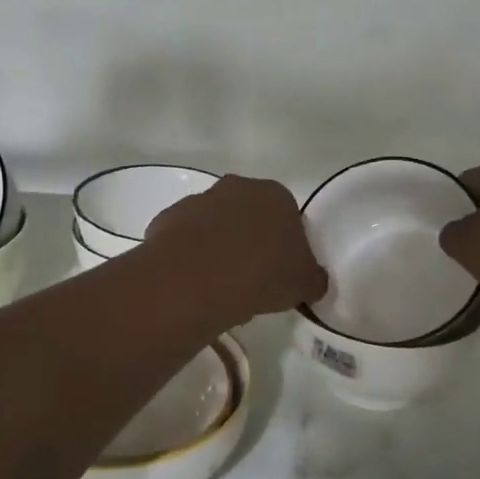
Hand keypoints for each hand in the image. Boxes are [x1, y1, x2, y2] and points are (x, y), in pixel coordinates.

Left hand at [145, 175, 327, 324]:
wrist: (195, 279)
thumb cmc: (262, 274)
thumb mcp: (305, 284)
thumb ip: (313, 278)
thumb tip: (312, 280)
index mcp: (275, 194)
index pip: (288, 217)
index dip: (287, 246)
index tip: (282, 273)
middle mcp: (236, 188)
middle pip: (249, 217)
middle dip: (251, 244)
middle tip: (253, 282)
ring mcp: (197, 201)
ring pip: (215, 229)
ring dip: (219, 251)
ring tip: (222, 290)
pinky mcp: (167, 220)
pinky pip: (186, 242)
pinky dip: (191, 260)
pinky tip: (194, 286)